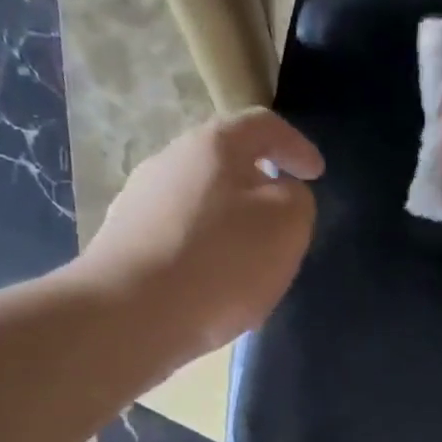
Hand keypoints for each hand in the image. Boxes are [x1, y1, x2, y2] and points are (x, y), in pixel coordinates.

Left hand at [76, 108, 323, 360]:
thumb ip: (297, 200)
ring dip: (231, 223)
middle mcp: (169, 161)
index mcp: (213, 145)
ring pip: (201, 202)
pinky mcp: (125, 244)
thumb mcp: (286, 226)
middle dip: (260, 187)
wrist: (131, 315)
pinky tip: (215, 286)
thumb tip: (281, 194)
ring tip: (252, 261)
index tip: (317, 174)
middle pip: (225, 163)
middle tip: (285, 221)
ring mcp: (140, 202)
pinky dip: (206, 252)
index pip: (263, 126)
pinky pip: (179, 238)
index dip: (296, 146)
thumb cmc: (221, 262)